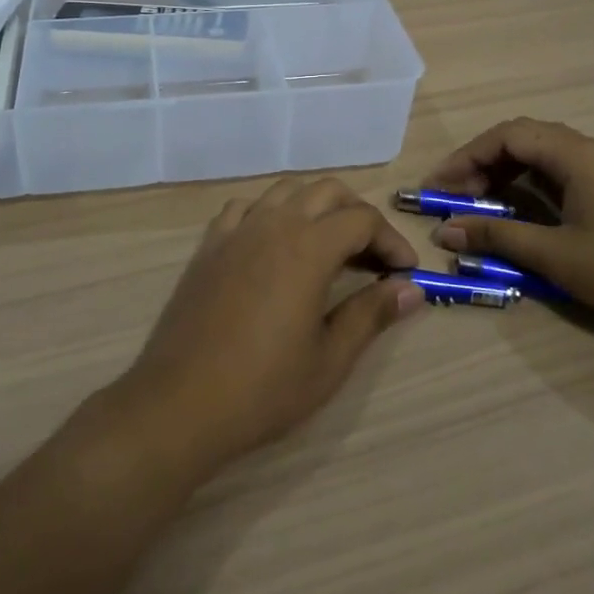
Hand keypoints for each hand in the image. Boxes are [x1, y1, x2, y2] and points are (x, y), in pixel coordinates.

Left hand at [116, 178, 423, 470]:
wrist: (180, 403)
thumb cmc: (263, 388)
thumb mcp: (330, 359)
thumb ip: (372, 314)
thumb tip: (412, 289)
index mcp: (308, 247)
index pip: (362, 219)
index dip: (390, 239)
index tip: (405, 271)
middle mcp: (273, 223)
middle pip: (327, 191)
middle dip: (358, 213)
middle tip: (373, 255)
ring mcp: (237, 230)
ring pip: (286, 190)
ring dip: (316, 206)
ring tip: (329, 244)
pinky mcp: (210, 244)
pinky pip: (246, 207)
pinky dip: (271, 212)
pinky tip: (274, 243)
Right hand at [425, 117, 593, 339]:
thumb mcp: (557, 256)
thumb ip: (498, 239)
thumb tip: (445, 231)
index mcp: (575, 154)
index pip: (507, 136)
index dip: (467, 156)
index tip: (440, 186)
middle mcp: (590, 149)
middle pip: (523, 138)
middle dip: (482, 162)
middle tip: (455, 194)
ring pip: (542, 153)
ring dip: (506, 171)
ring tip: (481, 201)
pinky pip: (561, 170)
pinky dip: (531, 182)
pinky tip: (522, 208)